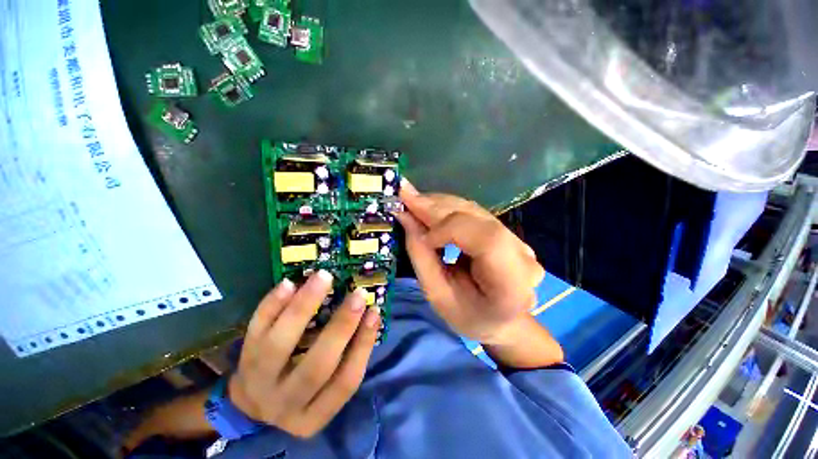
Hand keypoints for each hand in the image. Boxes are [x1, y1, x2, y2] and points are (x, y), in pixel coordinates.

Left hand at [228, 271, 380, 438]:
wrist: (251, 401)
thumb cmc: (301, 390)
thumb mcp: (325, 390)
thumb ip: (346, 358)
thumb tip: (369, 315)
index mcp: (313, 415)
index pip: (346, 382)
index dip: (363, 346)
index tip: (375, 312)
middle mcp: (284, 403)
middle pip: (316, 367)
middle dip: (341, 327)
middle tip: (358, 294)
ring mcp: (257, 382)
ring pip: (279, 345)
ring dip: (303, 307)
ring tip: (323, 277)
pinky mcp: (242, 358)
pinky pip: (255, 329)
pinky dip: (271, 305)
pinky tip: (289, 284)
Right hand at [394, 181, 544, 345]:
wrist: (500, 320)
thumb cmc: (469, 317)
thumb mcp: (438, 296)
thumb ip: (421, 256)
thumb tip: (405, 217)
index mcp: (512, 284)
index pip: (486, 239)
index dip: (450, 229)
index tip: (422, 235)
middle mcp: (522, 255)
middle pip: (477, 218)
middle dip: (436, 207)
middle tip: (405, 197)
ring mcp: (517, 240)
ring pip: (473, 210)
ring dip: (439, 204)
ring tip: (413, 201)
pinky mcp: (506, 232)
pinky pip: (473, 213)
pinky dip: (447, 208)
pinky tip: (429, 207)